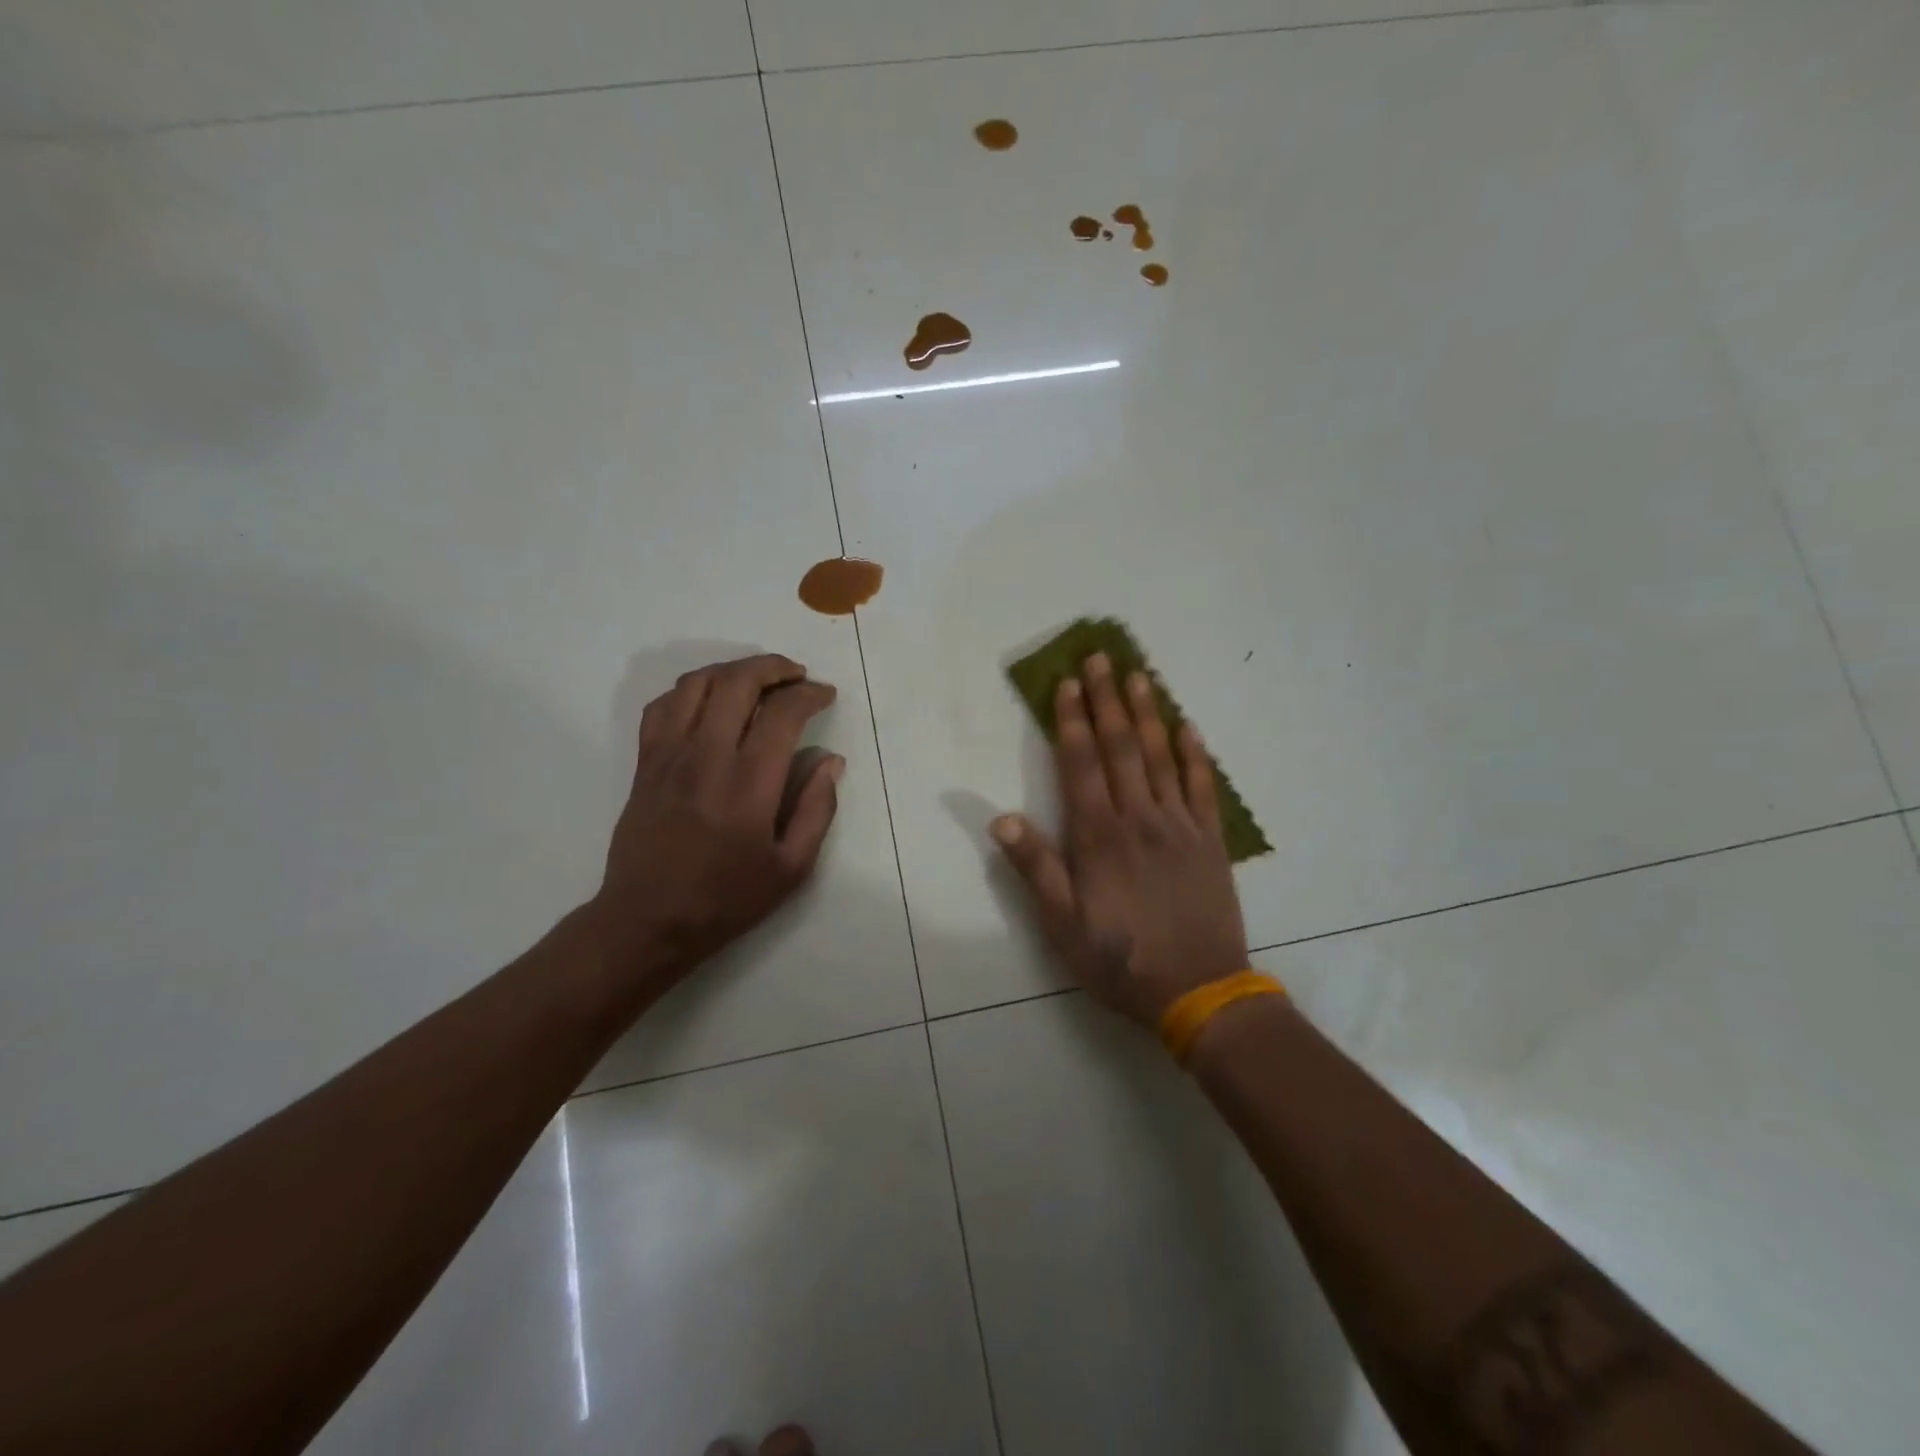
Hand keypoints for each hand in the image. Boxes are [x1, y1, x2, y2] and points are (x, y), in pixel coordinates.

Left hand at [590, 654, 842, 990]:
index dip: (809, 694)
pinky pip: (662, 705)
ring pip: (697, 684)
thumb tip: (830, 760)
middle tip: (796, 675)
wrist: (649, 921)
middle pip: (737, 682)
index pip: (781, 713)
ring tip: (757, 679)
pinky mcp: (645, 763)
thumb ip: (817, 809)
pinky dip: (691, 690)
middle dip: (773, 667)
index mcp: (748, 785)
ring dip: (733, 670)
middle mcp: (706, 758)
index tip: (825, 695)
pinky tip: (710, 700)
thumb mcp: (792, 868)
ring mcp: (669, 756)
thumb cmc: (727, 899)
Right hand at [991, 652, 1248, 1028]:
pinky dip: (1195, 754)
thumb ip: (1036, 869)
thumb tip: (1001, 819)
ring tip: (1139, 675)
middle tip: (1101, 657)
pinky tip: (1188, 727)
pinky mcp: (1210, 841)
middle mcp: (1139, 818)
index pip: (1082, 765)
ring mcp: (1179, 825)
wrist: (1200, 992)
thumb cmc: (1120, 960)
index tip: (1068, 684)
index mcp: (1099, 836)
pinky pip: (1203, 787)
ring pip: (1160, 757)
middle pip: (1121, 747)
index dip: (1073, 721)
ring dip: (1148, 713)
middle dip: (1107, 700)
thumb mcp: (1062, 926)